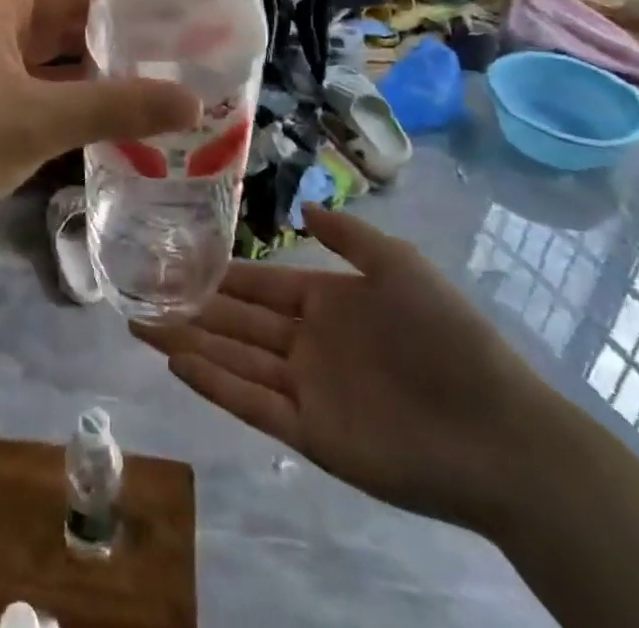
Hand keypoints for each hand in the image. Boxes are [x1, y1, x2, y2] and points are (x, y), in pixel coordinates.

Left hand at [0, 0, 199, 254]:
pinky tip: (117, 106)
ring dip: (99, 48)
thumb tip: (193, 102)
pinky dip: (78, 85)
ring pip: (54, 41)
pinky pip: (43, 78)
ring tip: (159, 61)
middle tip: (176, 21)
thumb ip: (115, 108)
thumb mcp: (36, 121)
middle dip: (115, 5)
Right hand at [131, 207, 562, 535]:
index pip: (258, 284)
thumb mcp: (399, 264)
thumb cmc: (448, 335)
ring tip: (141, 324)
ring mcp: (305, 389)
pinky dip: (214, 385)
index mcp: (326, 302)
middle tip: (139, 290)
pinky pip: (251, 403)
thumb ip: (348, 235)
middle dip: (189, 306)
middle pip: (235, 321)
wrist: (499, 429)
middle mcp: (306, 343)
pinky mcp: (309, 434)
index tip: (176, 256)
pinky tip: (178, 364)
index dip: (218, 272)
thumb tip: (301, 204)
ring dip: (188, 343)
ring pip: (233, 359)